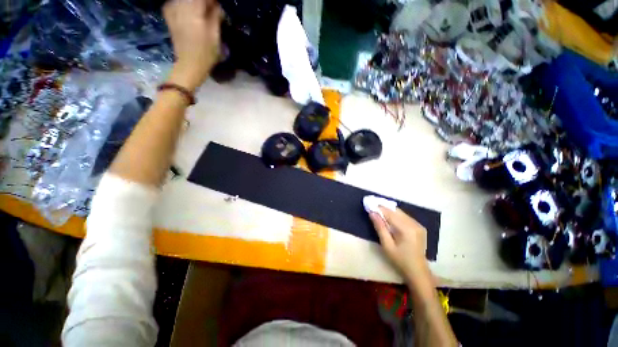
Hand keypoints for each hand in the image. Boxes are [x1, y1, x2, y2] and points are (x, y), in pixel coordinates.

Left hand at [164, 0, 221, 91]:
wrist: (189, 65)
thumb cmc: (206, 53)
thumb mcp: (215, 36)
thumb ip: (215, 16)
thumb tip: (216, 4)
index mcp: (193, 11)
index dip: (211, 1)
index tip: (217, 6)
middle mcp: (180, 6)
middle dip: (203, 3)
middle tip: (211, 9)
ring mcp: (172, 10)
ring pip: (184, 0)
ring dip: (194, 4)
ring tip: (202, 12)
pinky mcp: (169, 15)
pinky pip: (175, 2)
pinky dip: (183, 5)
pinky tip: (189, 11)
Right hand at [369, 208, 431, 285]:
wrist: (418, 272)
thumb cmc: (400, 260)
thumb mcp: (387, 245)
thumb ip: (380, 227)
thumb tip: (372, 213)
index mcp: (407, 229)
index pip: (390, 213)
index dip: (379, 208)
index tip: (369, 204)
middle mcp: (414, 224)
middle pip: (396, 211)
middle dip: (384, 208)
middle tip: (373, 207)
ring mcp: (418, 225)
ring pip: (401, 213)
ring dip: (390, 211)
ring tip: (379, 212)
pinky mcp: (419, 227)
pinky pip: (405, 217)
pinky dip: (396, 215)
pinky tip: (389, 218)